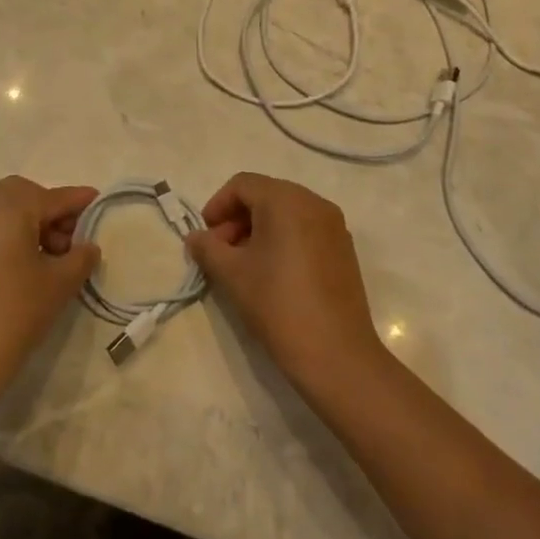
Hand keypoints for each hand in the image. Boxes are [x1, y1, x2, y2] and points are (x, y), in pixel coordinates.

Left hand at [0, 176, 100, 419]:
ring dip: (33, 224)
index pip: (54, 197)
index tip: (101, 203)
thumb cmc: (13, 313)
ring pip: (6, 211)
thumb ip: (80, 257)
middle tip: (72, 241)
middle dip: (52, 211)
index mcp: (10, 206)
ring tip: (54, 258)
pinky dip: (13, 236)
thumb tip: (87, 246)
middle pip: (26, 196)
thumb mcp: (59, 284)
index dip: (80, 202)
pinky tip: (28, 267)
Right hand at [184, 172, 386, 396]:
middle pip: (266, 195)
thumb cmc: (277, 304)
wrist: (335, 354)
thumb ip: (208, 248)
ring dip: (259, 229)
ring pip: (286, 212)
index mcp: (286, 200)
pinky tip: (272, 272)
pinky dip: (283, 239)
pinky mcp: (344, 249)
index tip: (205, 236)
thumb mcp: (232, 274)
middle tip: (220, 251)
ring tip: (243, 264)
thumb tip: (195, 238)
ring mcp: (334, 225)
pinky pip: (305, 229)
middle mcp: (314, 203)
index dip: (217, 205)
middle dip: (237, 217)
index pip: (243, 184)